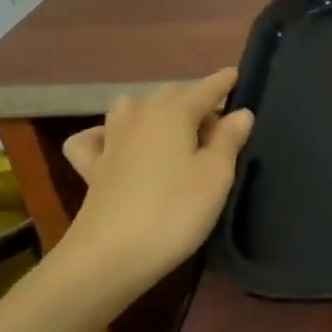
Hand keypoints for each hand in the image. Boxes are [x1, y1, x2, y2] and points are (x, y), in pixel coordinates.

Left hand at [55, 72, 254, 291]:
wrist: (110, 257)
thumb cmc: (175, 210)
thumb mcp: (216, 175)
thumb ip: (229, 140)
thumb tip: (240, 112)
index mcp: (173, 112)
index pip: (205, 89)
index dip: (223, 82)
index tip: (238, 74)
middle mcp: (139, 117)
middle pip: (170, 94)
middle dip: (194, 97)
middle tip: (220, 116)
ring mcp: (110, 141)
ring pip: (131, 108)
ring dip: (154, 109)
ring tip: (175, 127)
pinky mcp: (91, 169)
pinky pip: (94, 139)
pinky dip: (105, 135)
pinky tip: (115, 144)